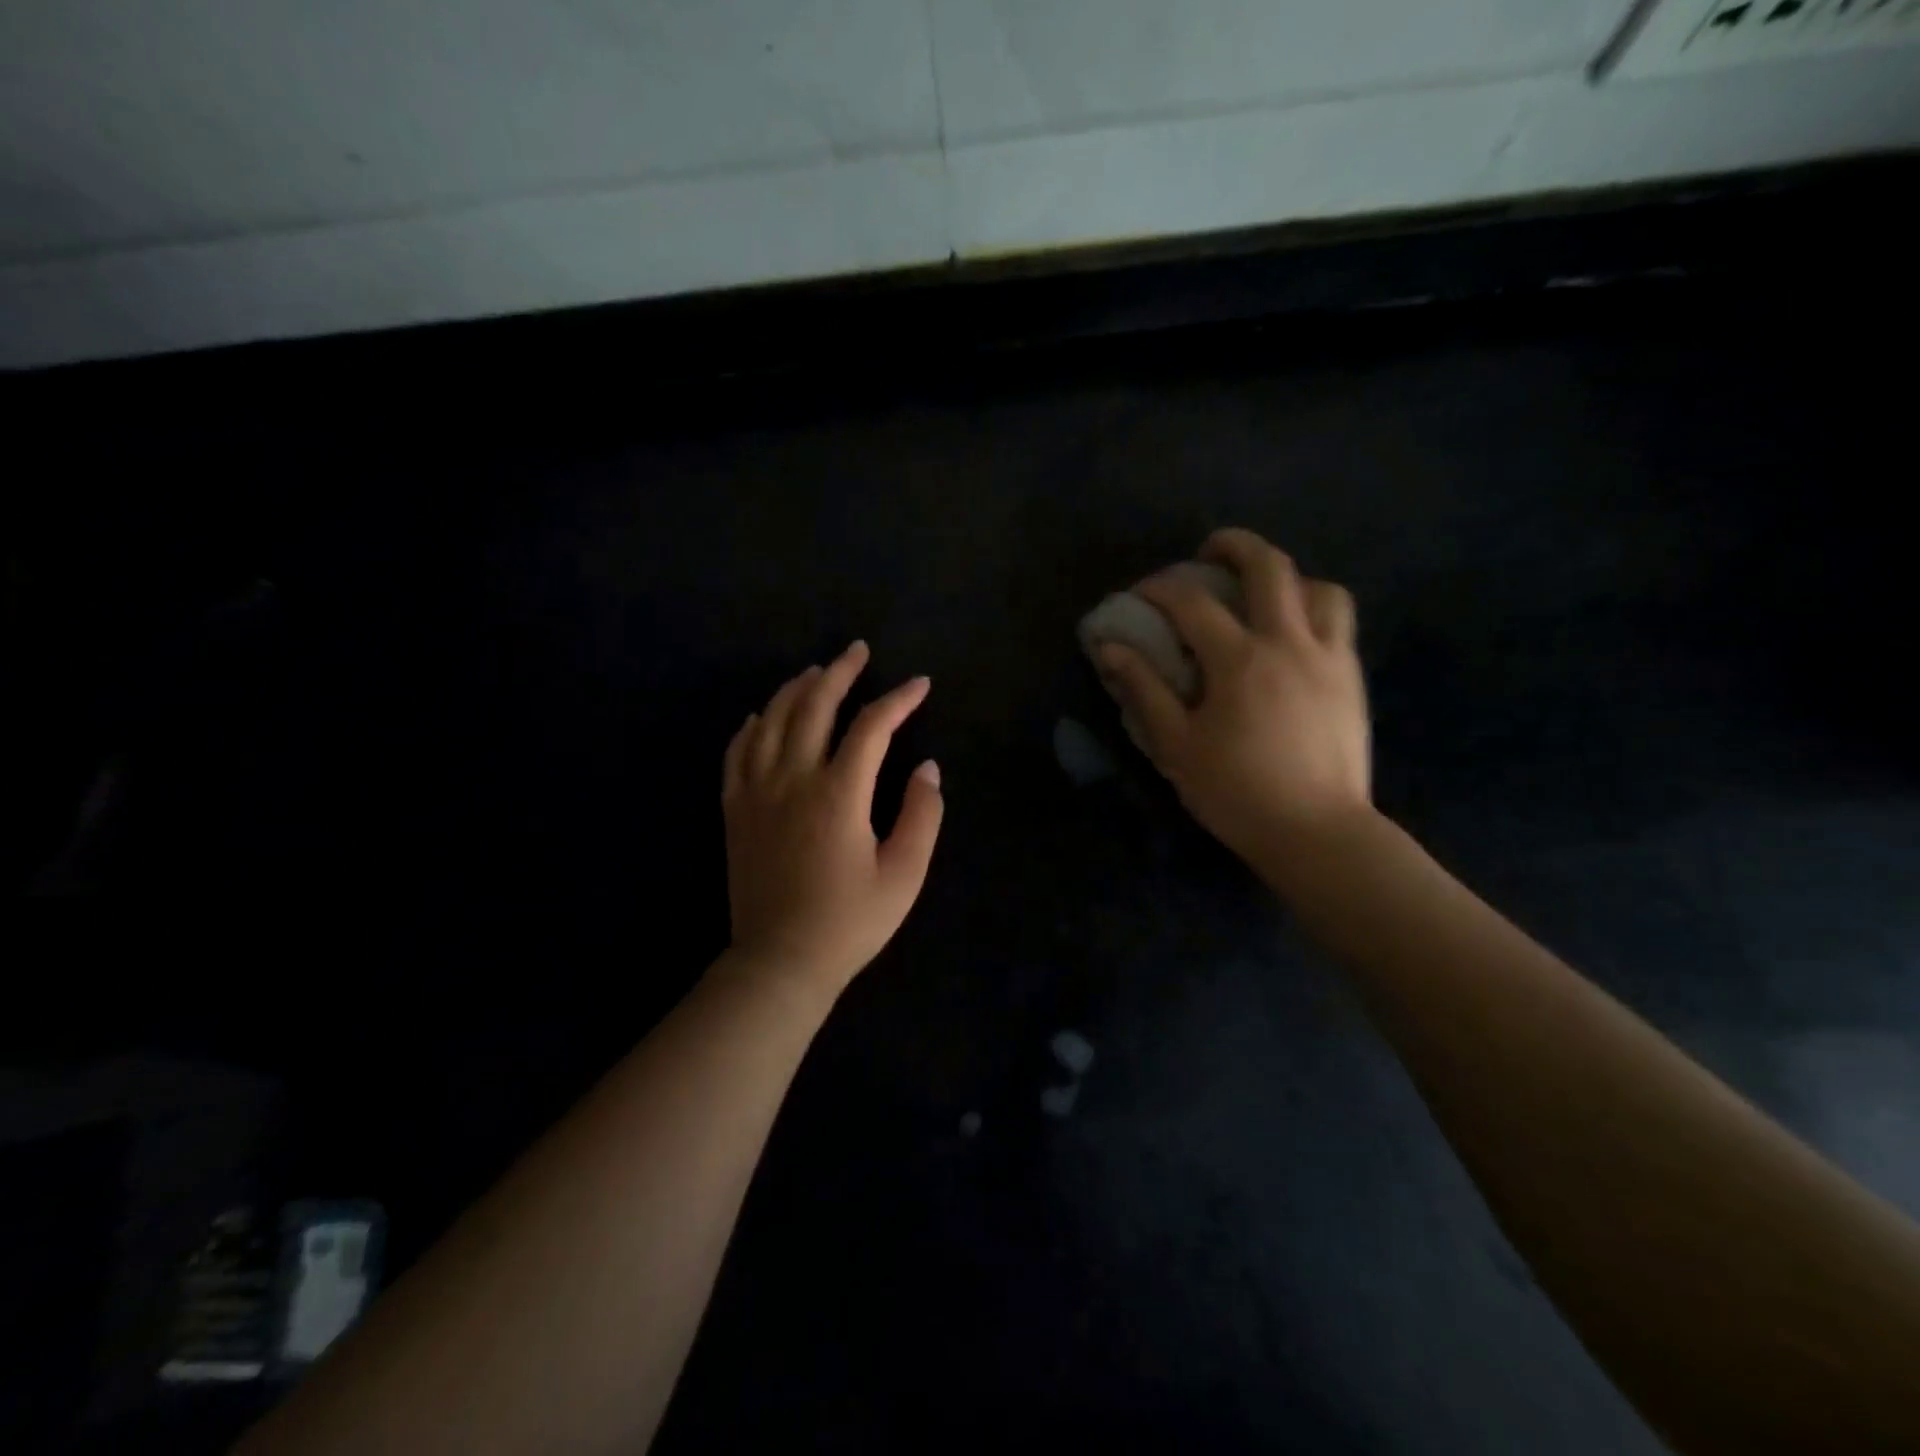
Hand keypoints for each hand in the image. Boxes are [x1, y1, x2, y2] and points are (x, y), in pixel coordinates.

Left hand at [721, 641, 943, 996]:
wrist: (780, 962)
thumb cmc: (849, 921)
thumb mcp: (904, 874)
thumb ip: (922, 815)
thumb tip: (928, 768)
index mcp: (839, 794)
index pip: (872, 727)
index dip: (899, 700)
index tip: (920, 684)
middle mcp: (793, 779)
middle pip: (814, 707)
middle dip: (840, 673)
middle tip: (858, 651)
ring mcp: (757, 792)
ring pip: (772, 721)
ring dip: (796, 690)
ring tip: (815, 672)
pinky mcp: (735, 810)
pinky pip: (738, 753)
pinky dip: (752, 726)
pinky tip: (761, 716)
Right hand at [1096, 528, 1370, 859]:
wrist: (1317, 832)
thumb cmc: (1236, 792)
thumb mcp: (1176, 746)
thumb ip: (1144, 690)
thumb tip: (1110, 648)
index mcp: (1238, 661)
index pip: (1191, 602)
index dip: (1159, 588)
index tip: (1139, 594)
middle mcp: (1288, 643)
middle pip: (1269, 566)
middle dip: (1235, 545)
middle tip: (1209, 551)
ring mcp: (1329, 657)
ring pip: (1318, 586)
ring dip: (1285, 577)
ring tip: (1261, 593)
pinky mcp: (1352, 677)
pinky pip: (1339, 620)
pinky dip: (1312, 607)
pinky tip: (1291, 634)